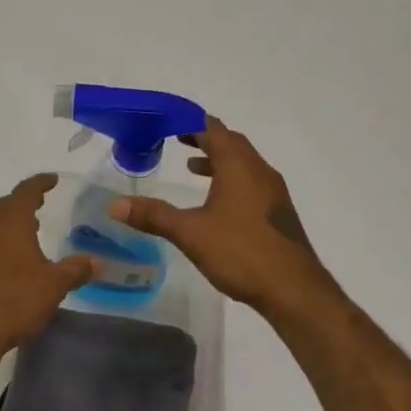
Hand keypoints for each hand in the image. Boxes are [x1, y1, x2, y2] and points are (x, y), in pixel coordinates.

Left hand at [0, 174, 95, 360]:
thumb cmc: (14, 300)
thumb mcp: (53, 285)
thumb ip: (76, 269)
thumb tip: (98, 262)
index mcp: (9, 220)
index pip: (26, 190)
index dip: (41, 183)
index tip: (53, 180)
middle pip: (6, 205)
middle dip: (25, 202)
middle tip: (42, 204)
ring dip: (10, 223)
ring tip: (30, 230)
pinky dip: (0, 241)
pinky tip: (11, 258)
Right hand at [112, 118, 335, 316]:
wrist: (294, 289)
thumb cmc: (241, 252)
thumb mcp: (191, 233)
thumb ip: (154, 216)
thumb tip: (116, 204)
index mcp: (239, 166)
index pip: (213, 129)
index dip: (190, 121)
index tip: (167, 121)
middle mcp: (259, 171)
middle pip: (230, 142)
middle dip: (203, 138)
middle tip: (176, 138)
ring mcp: (272, 192)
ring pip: (243, 163)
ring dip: (218, 159)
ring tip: (192, 166)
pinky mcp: (277, 212)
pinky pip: (250, 182)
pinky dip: (230, 179)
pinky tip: (217, 203)